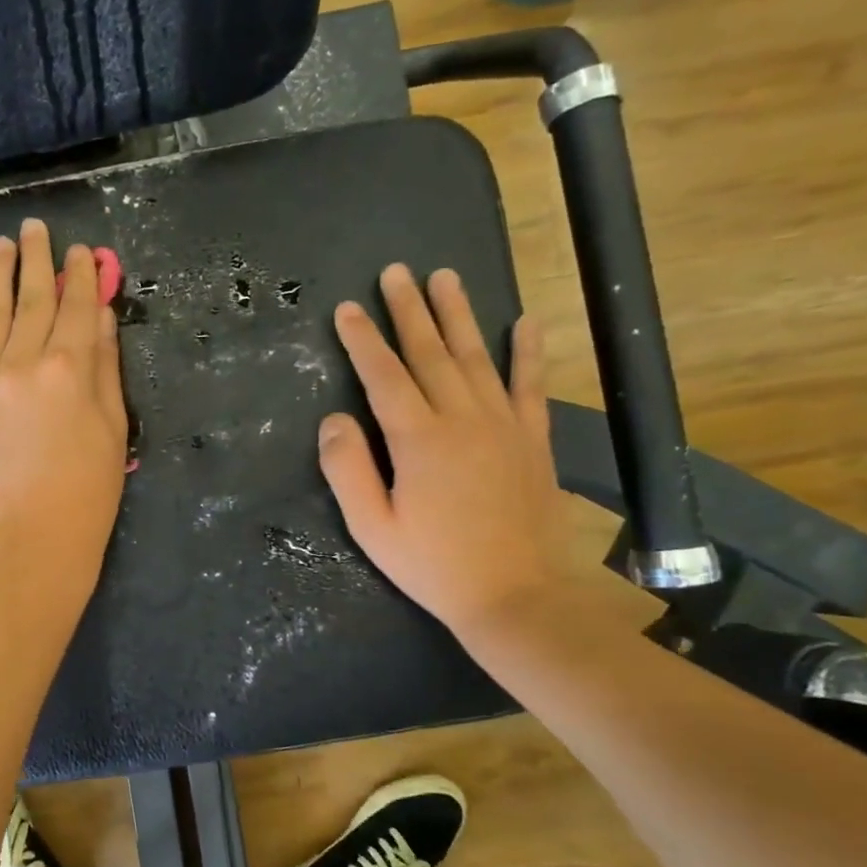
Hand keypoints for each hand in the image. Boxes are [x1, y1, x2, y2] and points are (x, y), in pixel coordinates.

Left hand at [0, 219, 127, 584]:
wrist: (32, 537)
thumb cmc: (88, 490)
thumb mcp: (112, 427)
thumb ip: (105, 368)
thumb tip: (98, 318)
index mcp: (70, 368)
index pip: (76, 307)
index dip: (80, 275)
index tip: (81, 251)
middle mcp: (25, 363)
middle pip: (32, 299)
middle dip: (35, 259)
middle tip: (33, 227)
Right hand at [319, 264, 569, 635]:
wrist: (516, 595)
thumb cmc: (433, 566)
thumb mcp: (372, 528)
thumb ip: (347, 470)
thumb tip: (334, 419)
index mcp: (418, 440)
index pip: (384, 376)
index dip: (362, 340)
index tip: (346, 309)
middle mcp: (462, 419)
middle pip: (431, 353)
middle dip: (409, 310)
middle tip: (396, 272)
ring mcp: (503, 425)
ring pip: (476, 357)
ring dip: (458, 315)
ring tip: (444, 277)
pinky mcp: (533, 440)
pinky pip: (530, 385)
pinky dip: (527, 352)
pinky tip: (525, 322)